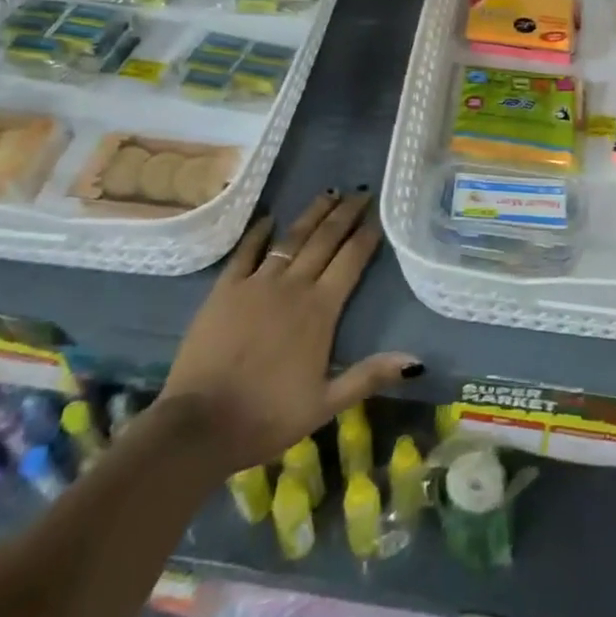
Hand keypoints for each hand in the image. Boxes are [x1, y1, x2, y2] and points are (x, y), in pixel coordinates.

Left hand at [157, 189, 417, 475]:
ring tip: (328, 193)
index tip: (378, 215)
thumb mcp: (325, 404)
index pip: (350, 261)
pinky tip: (269, 218)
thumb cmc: (267, 417)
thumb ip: (369, 376)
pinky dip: (259, 232)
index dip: (366, 236)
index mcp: (320, 311)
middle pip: (324, 240)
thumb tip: (416, 360)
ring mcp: (257, 284)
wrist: (200, 424)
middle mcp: (293, 286)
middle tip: (360, 192)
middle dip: (345, 214)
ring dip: (312, 214)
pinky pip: (246, 252)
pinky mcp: (225, 289)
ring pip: (291, 238)